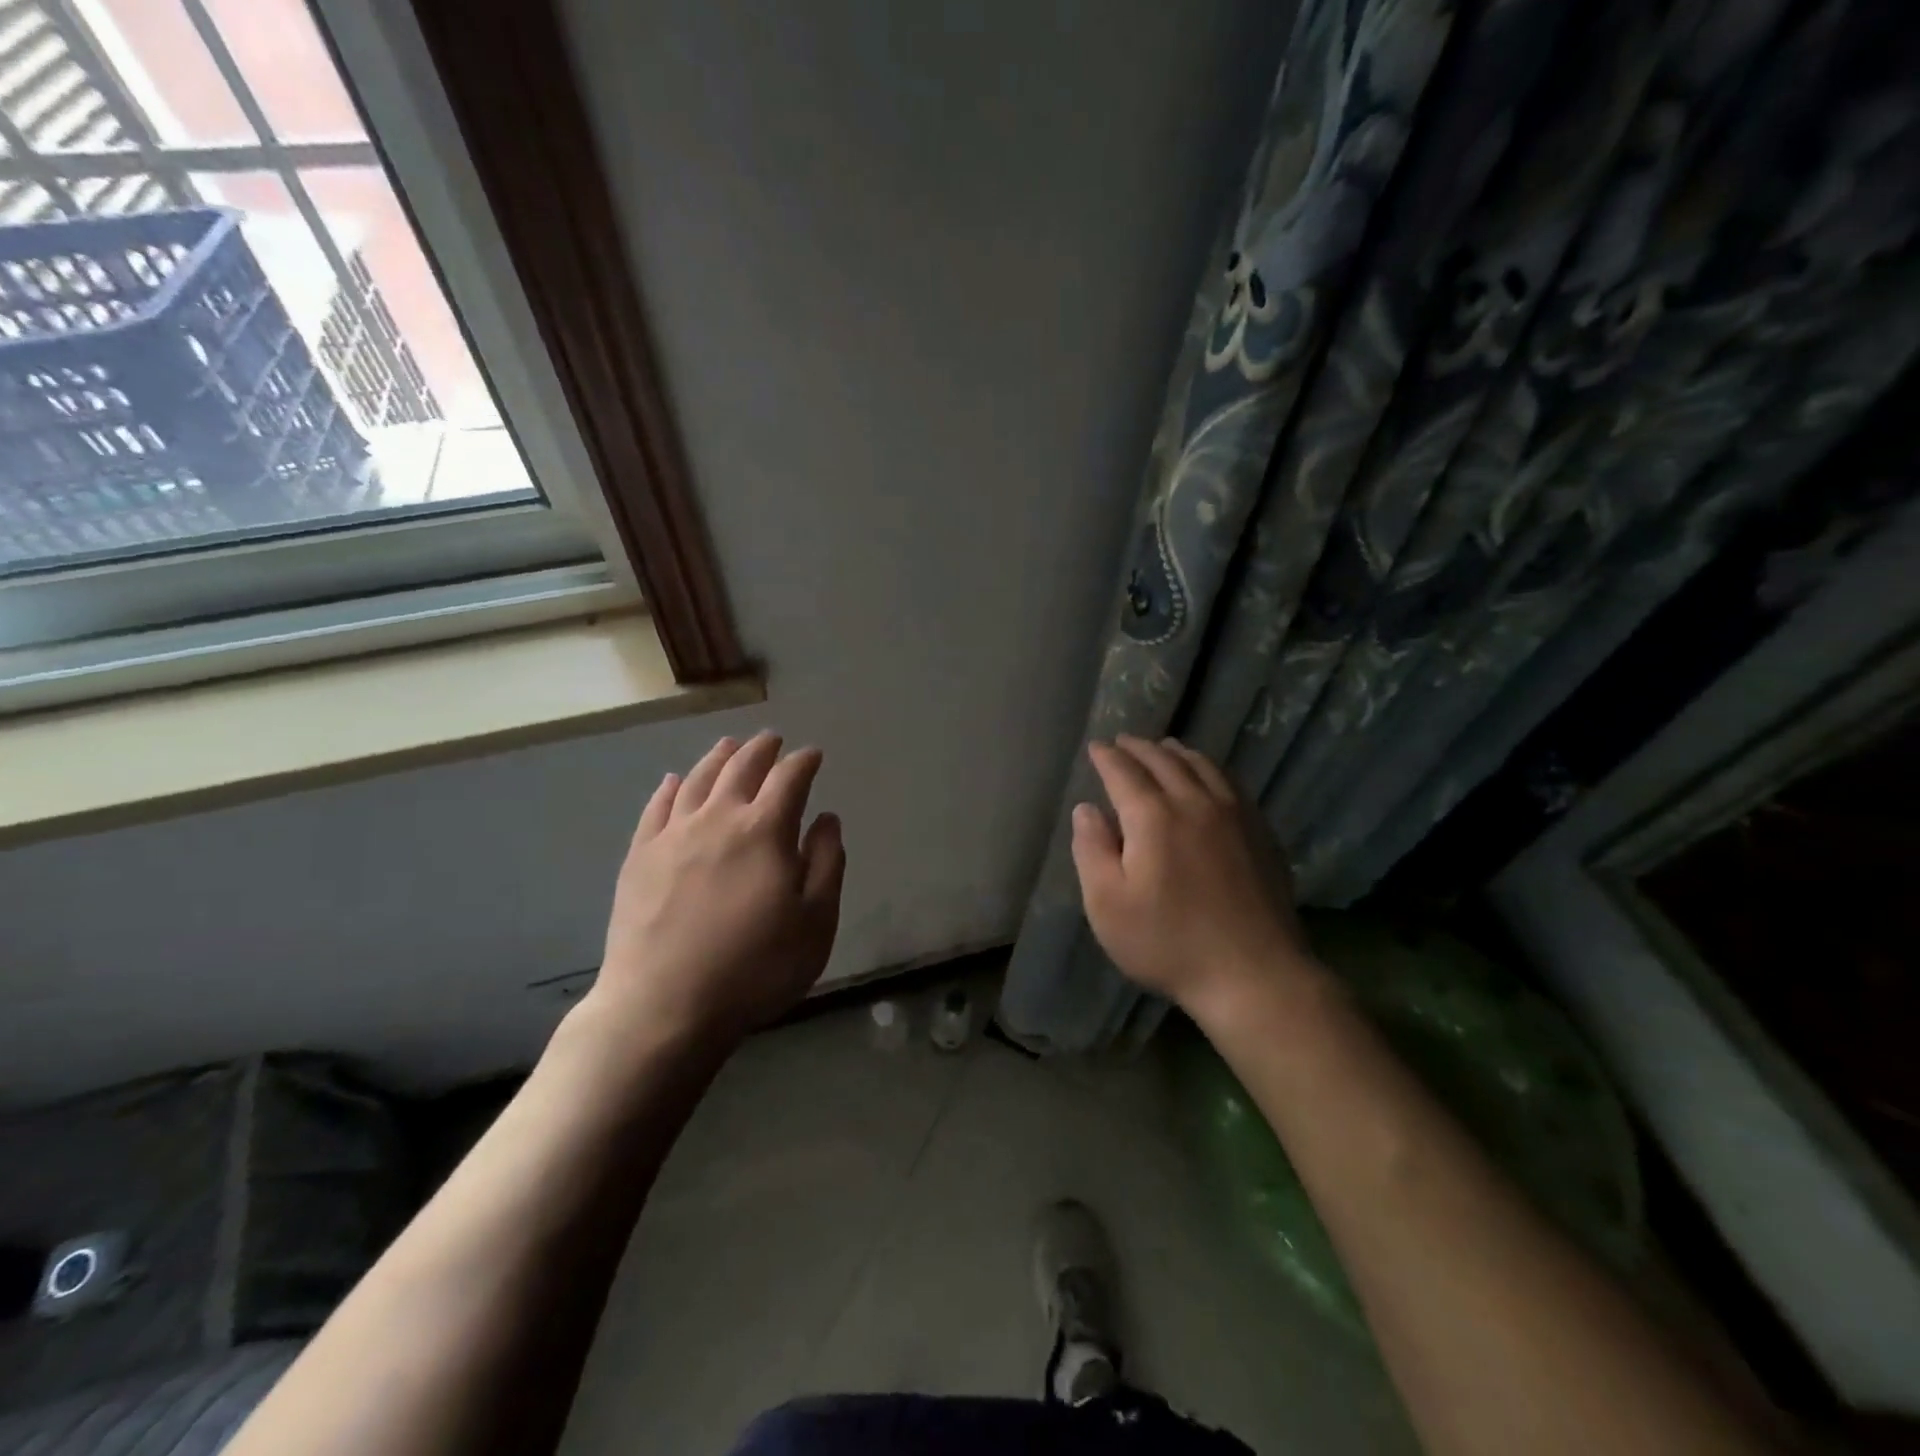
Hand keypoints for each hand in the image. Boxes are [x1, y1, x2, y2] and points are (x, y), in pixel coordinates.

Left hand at [583, 732, 845, 1050]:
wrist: (664, 1007)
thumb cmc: (755, 968)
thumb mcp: (816, 923)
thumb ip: (827, 863)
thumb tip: (827, 818)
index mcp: (765, 830)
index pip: (789, 779)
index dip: (804, 762)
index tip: (813, 755)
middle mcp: (718, 818)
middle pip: (741, 768)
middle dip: (762, 750)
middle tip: (772, 741)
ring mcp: (672, 835)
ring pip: (698, 779)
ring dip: (719, 757)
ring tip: (730, 745)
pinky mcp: (639, 857)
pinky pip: (657, 807)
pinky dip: (671, 787)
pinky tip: (675, 781)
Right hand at [1071, 736, 1312, 1026]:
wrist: (1254, 974)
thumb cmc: (1169, 943)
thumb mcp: (1108, 905)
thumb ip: (1091, 850)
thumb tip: (1086, 809)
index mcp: (1153, 817)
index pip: (1124, 772)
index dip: (1106, 757)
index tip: (1095, 746)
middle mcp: (1194, 802)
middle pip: (1163, 760)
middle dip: (1138, 748)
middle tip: (1123, 741)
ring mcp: (1234, 815)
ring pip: (1201, 766)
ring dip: (1176, 752)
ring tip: (1163, 748)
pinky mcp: (1259, 832)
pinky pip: (1230, 783)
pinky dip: (1209, 768)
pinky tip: (1208, 777)